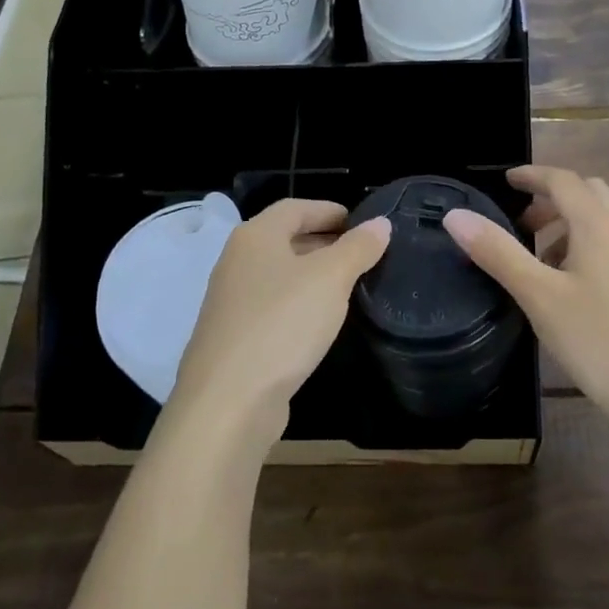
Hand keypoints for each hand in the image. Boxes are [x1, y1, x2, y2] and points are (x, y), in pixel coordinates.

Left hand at [170, 199, 390, 428]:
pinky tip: (320, 321)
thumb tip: (380, 223)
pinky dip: (299, 303)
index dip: (329, 210)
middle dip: (324, 241)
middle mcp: (237, 262)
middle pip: (285, 239)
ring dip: (312, 274)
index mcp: (255, 237)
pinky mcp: (234, 337)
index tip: (362, 223)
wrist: (228, 401)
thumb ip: (358, 248)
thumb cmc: (282, 324)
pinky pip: (273, 306)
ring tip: (349, 285)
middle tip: (362, 253)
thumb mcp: (331, 279)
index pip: (295, 207)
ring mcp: (231, 301)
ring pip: (279, 274)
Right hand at [443, 165, 608, 438]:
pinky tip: (566, 285)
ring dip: (567, 223)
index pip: (563, 180)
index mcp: (598, 225)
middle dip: (551, 198)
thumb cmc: (599, 340)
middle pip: (587, 193)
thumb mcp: (538, 296)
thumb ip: (498, 252)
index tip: (505, 181)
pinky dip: (583, 245)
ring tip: (536, 257)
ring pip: (601, 220)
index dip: (532, 176)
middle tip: (520, 222)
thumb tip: (456, 215)